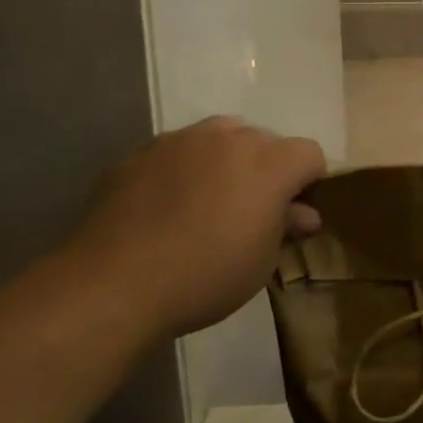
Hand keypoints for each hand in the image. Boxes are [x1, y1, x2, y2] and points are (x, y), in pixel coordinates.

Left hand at [68, 117, 325, 339]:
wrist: (111, 285)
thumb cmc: (203, 277)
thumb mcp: (260, 263)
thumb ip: (285, 228)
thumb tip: (303, 215)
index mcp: (270, 163)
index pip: (310, 154)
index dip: (308, 182)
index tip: (292, 213)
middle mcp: (232, 138)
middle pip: (266, 140)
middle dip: (266, 169)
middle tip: (249, 210)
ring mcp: (184, 139)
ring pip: (221, 136)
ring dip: (226, 160)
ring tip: (207, 201)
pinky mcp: (143, 151)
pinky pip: (178, 150)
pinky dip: (183, 168)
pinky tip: (164, 206)